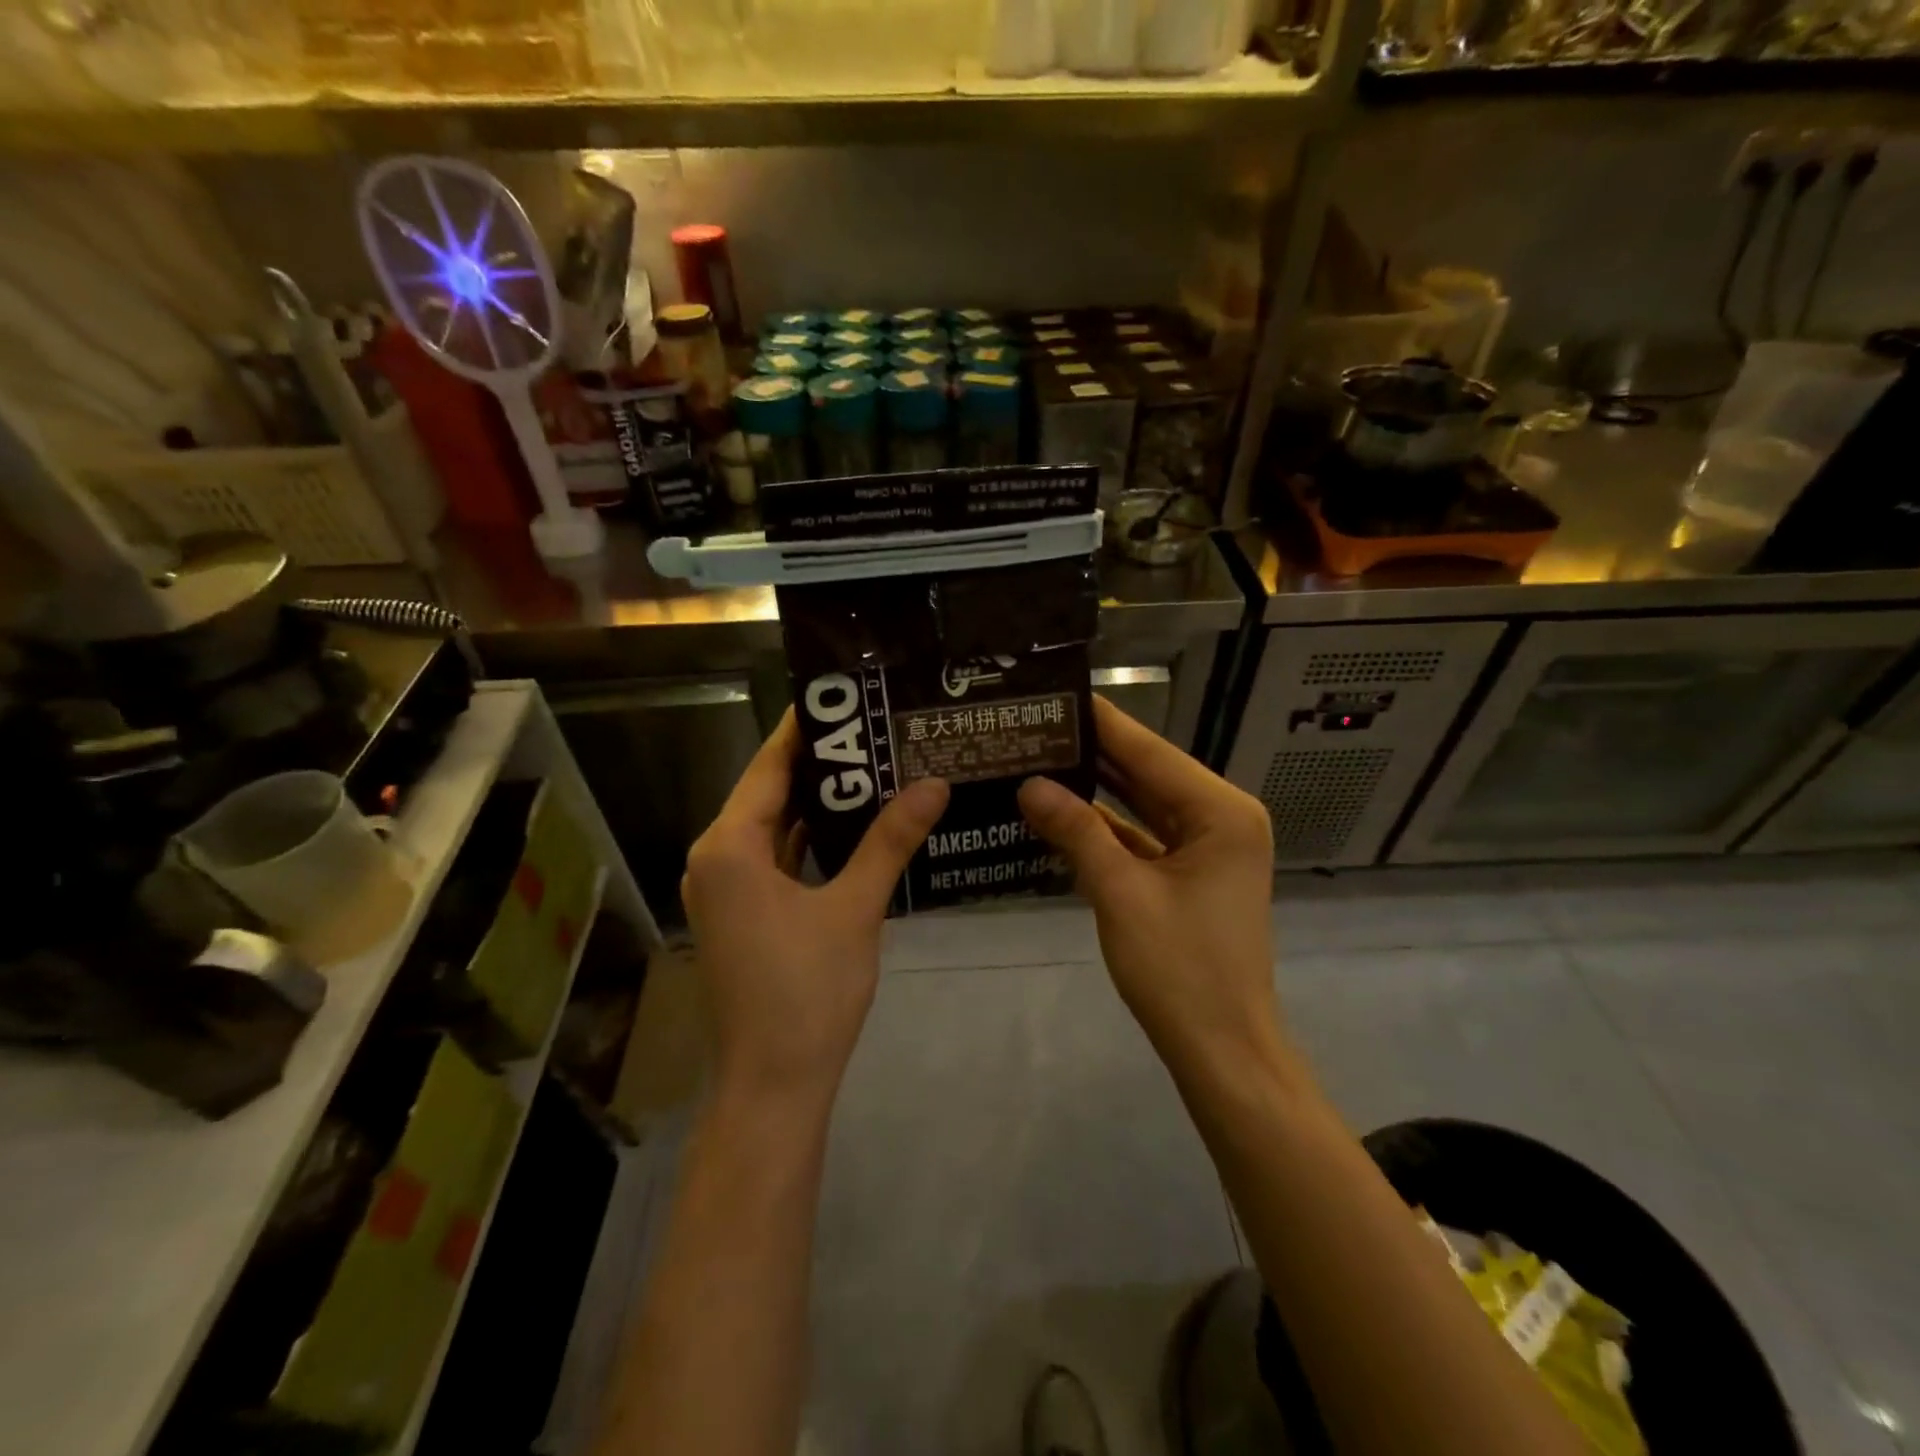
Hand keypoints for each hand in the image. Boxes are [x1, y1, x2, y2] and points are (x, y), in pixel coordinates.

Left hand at [683, 710, 948, 1105]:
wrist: (773, 1085)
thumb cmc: (807, 992)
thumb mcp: (855, 909)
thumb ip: (890, 841)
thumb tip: (934, 783)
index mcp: (730, 846)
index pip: (769, 766)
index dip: (806, 729)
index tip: (847, 695)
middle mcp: (716, 858)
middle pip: (770, 792)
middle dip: (821, 763)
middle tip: (875, 728)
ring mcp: (726, 889)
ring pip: (774, 827)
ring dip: (817, 802)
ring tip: (873, 765)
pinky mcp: (741, 913)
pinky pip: (775, 858)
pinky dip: (809, 840)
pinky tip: (854, 824)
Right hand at [1017, 698, 1280, 1073]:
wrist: (1221, 1050)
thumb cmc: (1180, 970)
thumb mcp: (1121, 893)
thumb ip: (1077, 831)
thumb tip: (1029, 784)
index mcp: (1221, 811)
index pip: (1151, 752)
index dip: (1102, 722)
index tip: (1057, 693)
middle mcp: (1221, 818)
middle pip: (1148, 773)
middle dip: (1093, 752)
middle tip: (1036, 725)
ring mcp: (1208, 847)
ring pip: (1144, 804)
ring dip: (1097, 788)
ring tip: (1040, 756)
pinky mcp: (1191, 873)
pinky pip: (1144, 836)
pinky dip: (1107, 826)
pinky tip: (1061, 809)